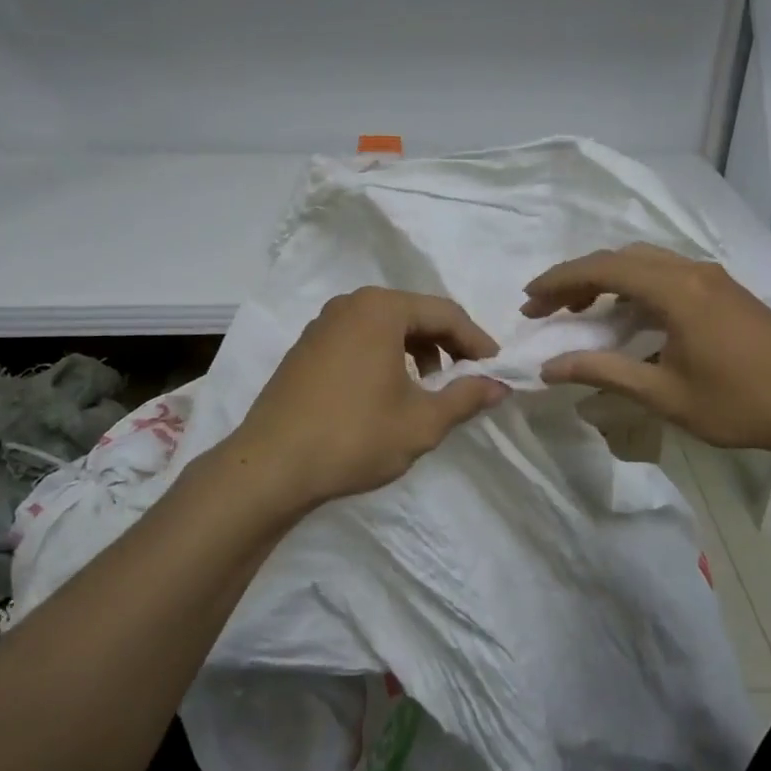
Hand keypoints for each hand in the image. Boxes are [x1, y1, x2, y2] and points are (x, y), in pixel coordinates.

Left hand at [232, 287, 507, 509]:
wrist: (270, 466)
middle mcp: (350, 304)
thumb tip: (499, 386)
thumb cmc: (354, 437)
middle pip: (415, 314)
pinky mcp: (306, 347)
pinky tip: (389, 390)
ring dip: (417, 350)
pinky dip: (386, 355)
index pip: (445, 313)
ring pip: (386, 326)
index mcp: (381, 309)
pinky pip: (360, 338)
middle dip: (447, 344)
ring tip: (430, 387)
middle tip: (469, 376)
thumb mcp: (421, 422)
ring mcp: (323, 324)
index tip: (497, 369)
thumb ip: (466, 398)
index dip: (477, 341)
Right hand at [522, 244, 770, 456]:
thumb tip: (549, 367)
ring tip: (579, 310)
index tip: (529, 299)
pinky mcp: (724, 290)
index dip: (560, 280)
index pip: (603, 269)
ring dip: (606, 279)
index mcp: (675, 290)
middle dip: (577, 279)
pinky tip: (627, 314)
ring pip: (644, 261)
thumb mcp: (664, 395)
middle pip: (620, 258)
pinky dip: (634, 285)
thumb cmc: (740, 404)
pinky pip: (666, 272)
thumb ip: (604, 373)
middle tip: (547, 309)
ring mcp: (712, 277)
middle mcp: (691, 271)